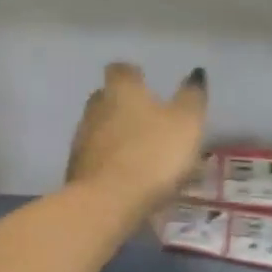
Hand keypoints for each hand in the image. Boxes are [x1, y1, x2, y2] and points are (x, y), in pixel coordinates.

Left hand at [65, 62, 207, 215]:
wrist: (107, 202)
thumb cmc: (153, 155)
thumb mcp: (186, 124)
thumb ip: (191, 98)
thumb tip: (195, 73)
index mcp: (122, 91)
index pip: (121, 69)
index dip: (132, 73)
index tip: (144, 80)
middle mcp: (95, 108)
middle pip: (105, 97)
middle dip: (122, 104)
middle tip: (145, 117)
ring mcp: (81, 139)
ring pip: (98, 128)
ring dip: (115, 135)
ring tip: (139, 151)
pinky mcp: (75, 169)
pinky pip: (95, 157)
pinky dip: (109, 161)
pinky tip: (125, 175)